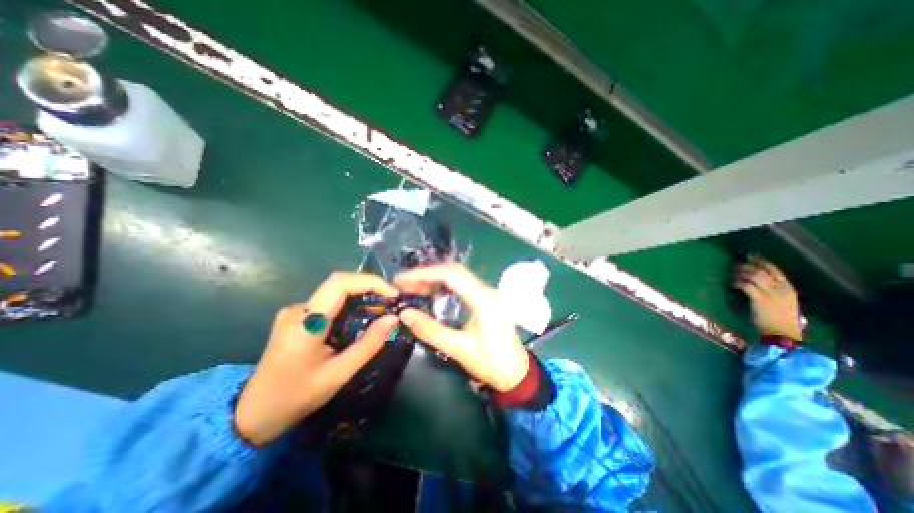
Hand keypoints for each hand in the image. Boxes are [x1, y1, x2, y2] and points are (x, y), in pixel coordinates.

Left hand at [233, 272, 399, 444]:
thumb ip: (368, 344)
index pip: (339, 282)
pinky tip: (359, 321)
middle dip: (370, 289)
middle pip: (340, 284)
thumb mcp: (338, 374)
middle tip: (391, 303)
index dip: (370, 281)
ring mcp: (295, 311)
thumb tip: (392, 318)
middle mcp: (298, 308)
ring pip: (336, 293)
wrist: (251, 415)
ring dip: (361, 298)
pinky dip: (350, 306)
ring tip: (381, 313)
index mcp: (305, 321)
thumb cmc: (295, 397)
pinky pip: (330, 303)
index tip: (393, 293)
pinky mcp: (297, 317)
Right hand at [393, 264, 528, 393]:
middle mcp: (486, 290)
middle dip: (427, 274)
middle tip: (404, 283)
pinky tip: (431, 293)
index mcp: (482, 298)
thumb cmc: (491, 363)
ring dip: (435, 279)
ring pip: (458, 277)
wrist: (517, 373)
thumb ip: (430, 330)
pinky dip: (444, 286)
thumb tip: (405, 313)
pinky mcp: (485, 300)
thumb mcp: (458, 348)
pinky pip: (462, 286)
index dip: (424, 273)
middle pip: (453, 271)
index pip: (450, 273)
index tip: (403, 279)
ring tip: (413, 287)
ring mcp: (487, 293)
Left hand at [733, 257, 800, 339]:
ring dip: (740, 273)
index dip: (761, 262)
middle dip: (747, 266)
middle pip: (762, 271)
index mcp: (789, 288)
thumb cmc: (781, 319)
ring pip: (753, 276)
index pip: (775, 270)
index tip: (749, 257)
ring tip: (733, 274)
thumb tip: (759, 281)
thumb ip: (776, 291)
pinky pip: (745, 285)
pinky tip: (732, 283)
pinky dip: (737, 282)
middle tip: (736, 265)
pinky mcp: (759, 299)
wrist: (782, 332)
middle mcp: (781, 288)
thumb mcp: (784, 302)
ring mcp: (770, 293)